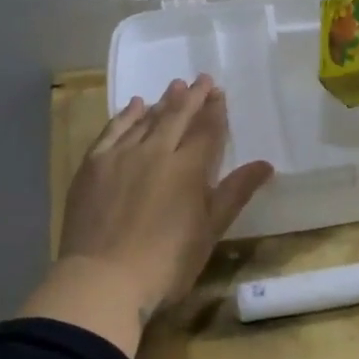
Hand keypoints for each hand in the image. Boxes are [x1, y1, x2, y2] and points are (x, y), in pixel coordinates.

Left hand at [25, 75, 272, 357]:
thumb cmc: (166, 263)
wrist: (103, 279)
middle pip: (177, 117)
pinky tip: (133, 106)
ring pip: (145, 120)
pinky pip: (112, 131)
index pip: (207, 131)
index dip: (215, 111)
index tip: (219, 92)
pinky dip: (125, 116)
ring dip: (162, 102)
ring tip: (174, 87)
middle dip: (192, 97)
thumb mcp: (209, 231)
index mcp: (188, 168)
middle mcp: (155, 152)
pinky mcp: (93, 165)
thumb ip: (234, 193)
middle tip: (201, 79)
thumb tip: (265, 164)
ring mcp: (120, 156)